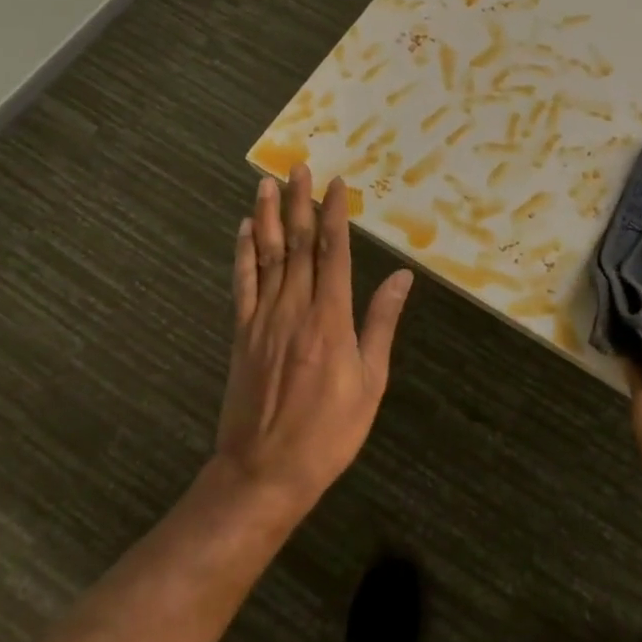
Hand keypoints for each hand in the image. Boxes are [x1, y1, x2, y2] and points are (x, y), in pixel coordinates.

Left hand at [210, 165, 413, 518]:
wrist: (263, 474)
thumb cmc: (329, 432)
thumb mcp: (370, 382)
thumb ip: (381, 324)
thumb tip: (400, 277)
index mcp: (330, 318)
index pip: (333, 252)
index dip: (335, 214)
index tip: (337, 183)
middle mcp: (295, 308)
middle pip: (299, 244)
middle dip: (300, 203)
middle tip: (298, 167)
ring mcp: (263, 320)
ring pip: (268, 256)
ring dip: (270, 217)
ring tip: (268, 184)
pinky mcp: (241, 334)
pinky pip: (243, 285)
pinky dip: (244, 254)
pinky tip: (246, 231)